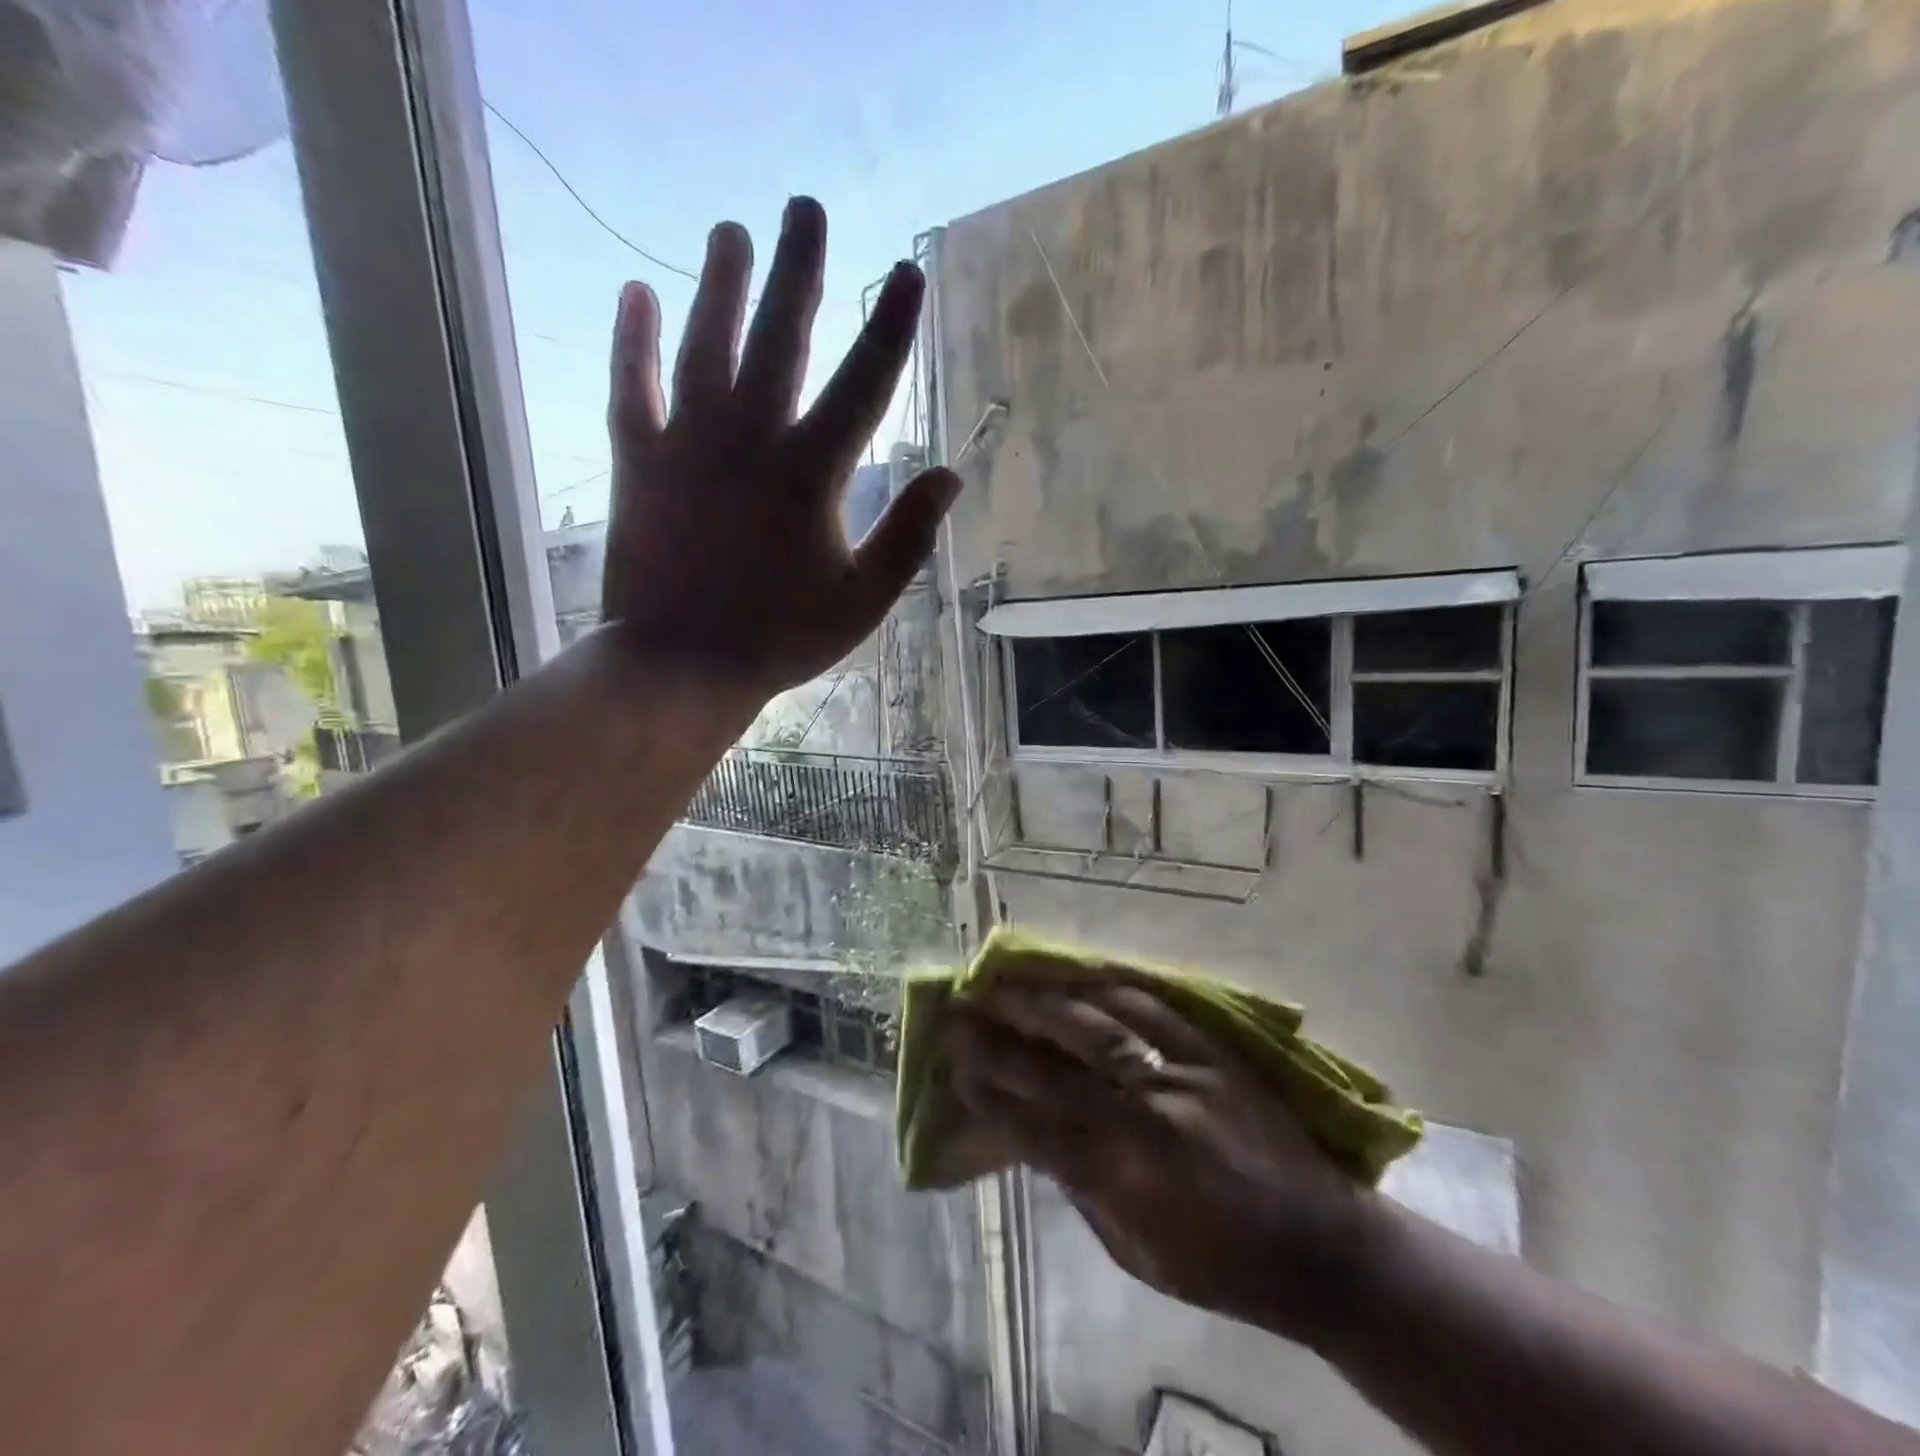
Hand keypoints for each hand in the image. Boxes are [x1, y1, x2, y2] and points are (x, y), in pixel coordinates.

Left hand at [601, 197, 960, 696]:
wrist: (682, 664)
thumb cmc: (781, 638)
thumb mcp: (863, 601)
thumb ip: (908, 536)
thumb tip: (949, 475)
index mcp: (813, 474)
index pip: (864, 384)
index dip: (891, 327)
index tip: (908, 273)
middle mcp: (751, 439)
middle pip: (781, 337)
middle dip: (799, 270)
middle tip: (805, 207)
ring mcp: (688, 445)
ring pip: (705, 344)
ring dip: (720, 284)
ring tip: (731, 230)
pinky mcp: (637, 461)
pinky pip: (631, 387)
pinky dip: (632, 340)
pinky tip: (636, 292)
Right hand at [950, 979, 1371, 1341]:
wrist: (1322, 1245)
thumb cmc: (1225, 1269)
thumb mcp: (1140, 1255)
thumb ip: (1083, 1190)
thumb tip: (1031, 1140)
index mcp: (1129, 1179)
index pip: (1039, 1127)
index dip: (991, 1097)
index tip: (955, 1072)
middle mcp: (1148, 1117)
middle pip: (1057, 1066)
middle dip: (1000, 1038)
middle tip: (959, 1013)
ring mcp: (1182, 1074)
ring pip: (1097, 1023)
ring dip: (1042, 1000)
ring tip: (1001, 980)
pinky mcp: (1212, 1050)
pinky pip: (1150, 1005)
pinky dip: (1105, 985)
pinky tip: (1074, 973)